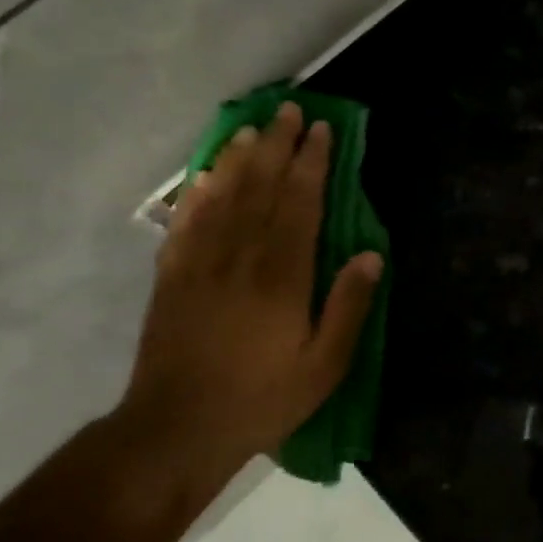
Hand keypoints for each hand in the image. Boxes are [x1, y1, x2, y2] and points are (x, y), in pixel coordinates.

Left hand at [119, 102, 383, 488]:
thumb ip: (349, 307)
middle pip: (260, 187)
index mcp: (282, 276)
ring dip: (237, 158)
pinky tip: (204, 176)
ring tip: (250, 128)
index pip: (299, 203)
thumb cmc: (262, 399)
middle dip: (276, 145)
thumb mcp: (324, 366)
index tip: (320, 130)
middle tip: (288, 110)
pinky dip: (196, 194)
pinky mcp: (171, 278)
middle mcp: (240, 258)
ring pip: (221, 197)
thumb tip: (372, 255)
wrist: (176, 432)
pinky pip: (185, 223)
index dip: (310, 163)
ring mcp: (200, 264)